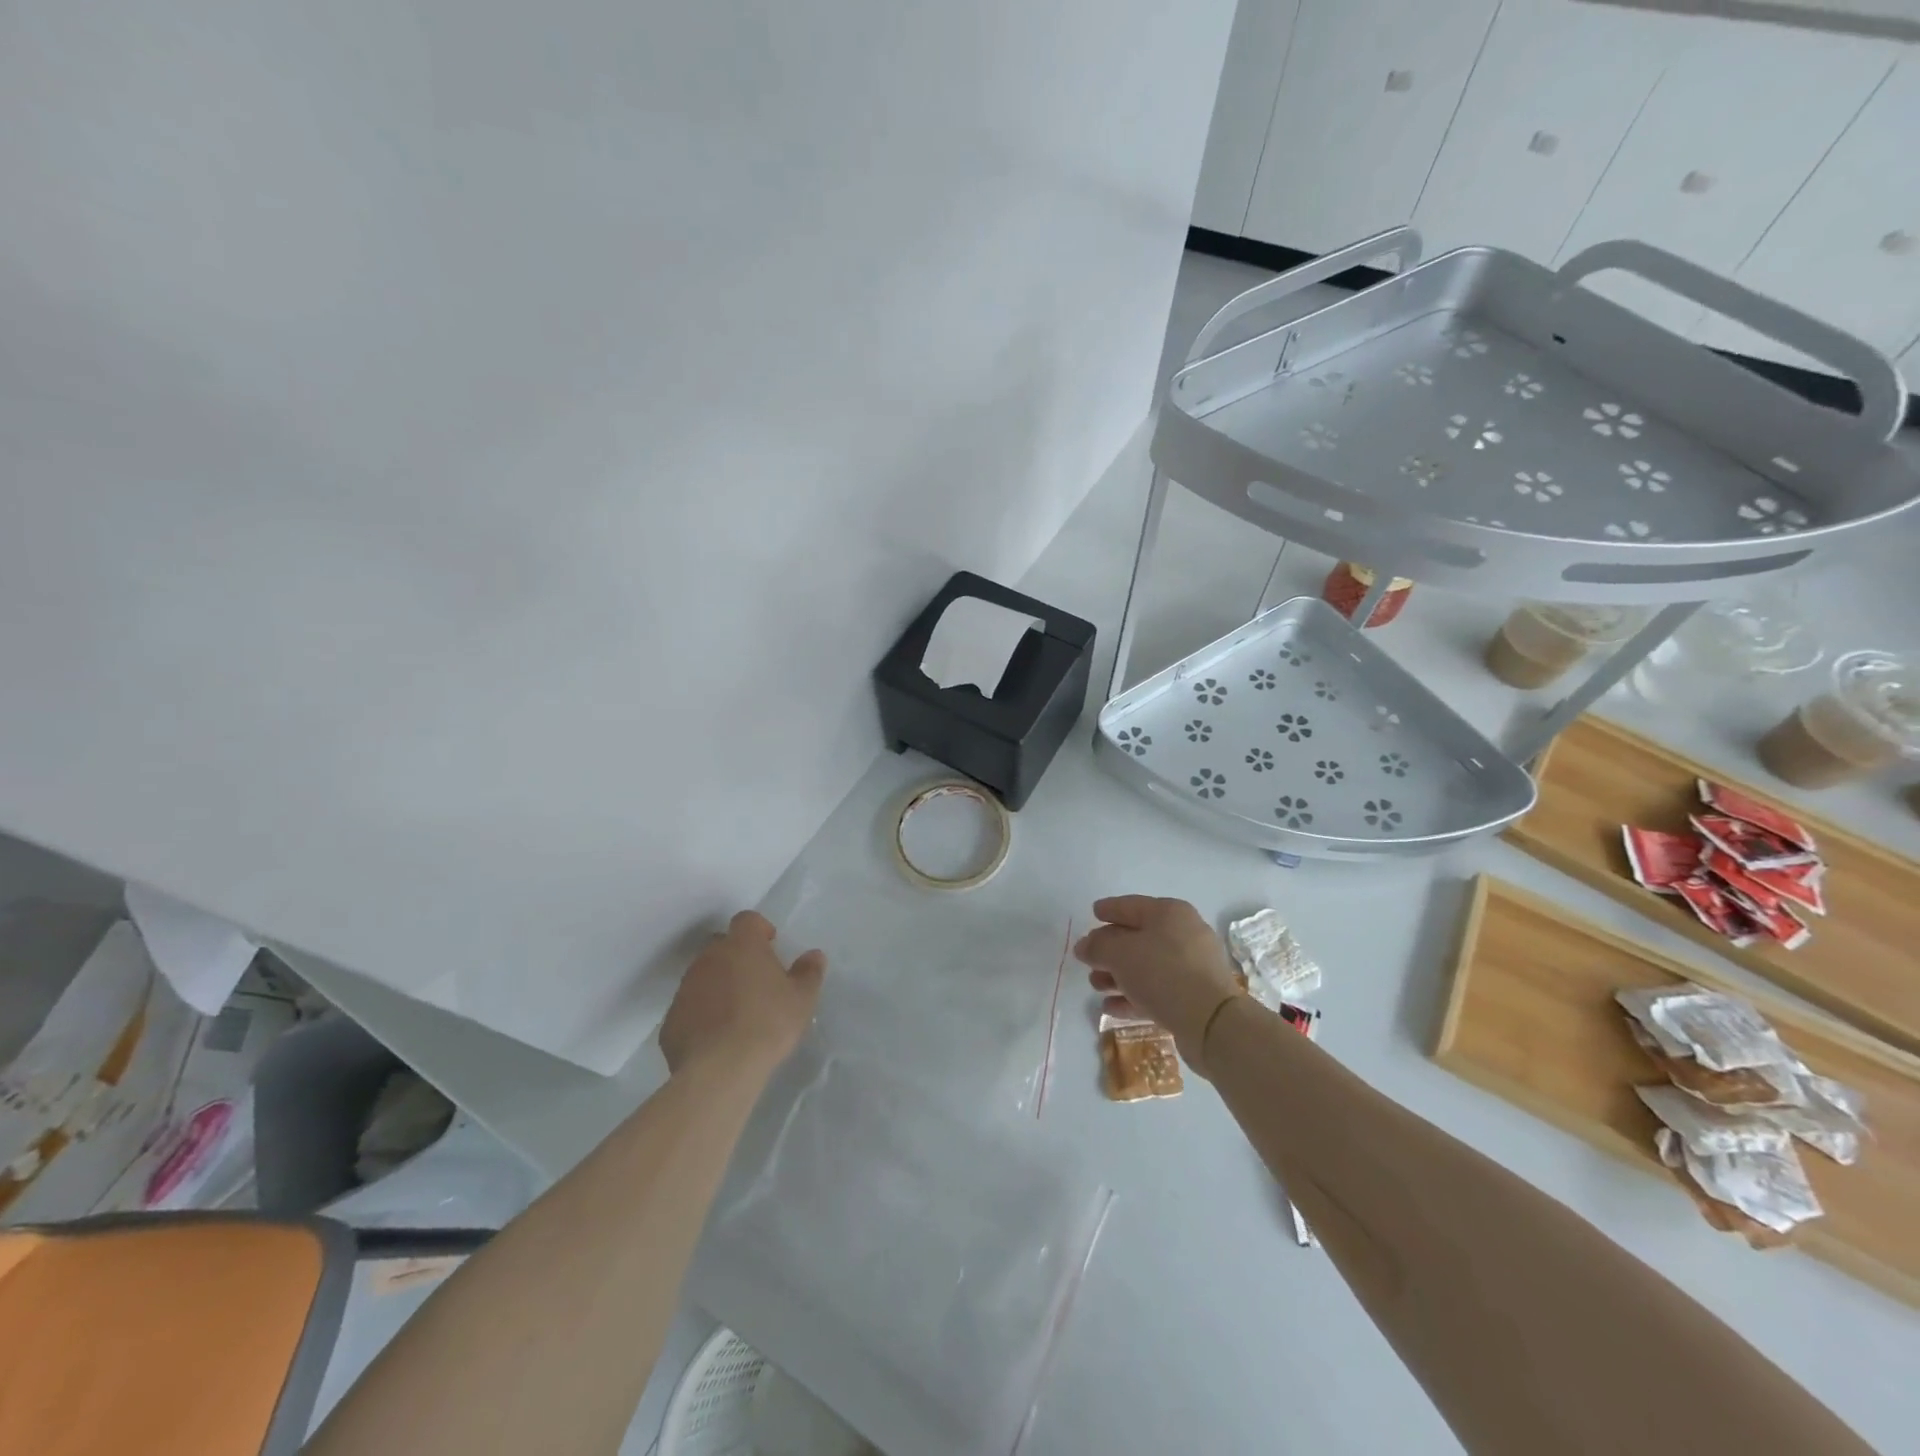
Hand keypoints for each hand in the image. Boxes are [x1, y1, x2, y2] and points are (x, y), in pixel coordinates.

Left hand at [659, 911, 824, 1077]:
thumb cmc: (768, 1024)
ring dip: (718, 984)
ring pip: (703, 975)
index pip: (747, 920)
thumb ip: (809, 972)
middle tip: (756, 980)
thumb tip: (814, 955)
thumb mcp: (802, 998)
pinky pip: (689, 1006)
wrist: (720, 1069)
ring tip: (737, 1012)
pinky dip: (702, 1013)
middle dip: (737, 956)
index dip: (759, 929)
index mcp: (742, 945)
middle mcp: (709, 958)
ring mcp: (685, 988)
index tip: (771, 945)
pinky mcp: (671, 1019)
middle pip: (721, 945)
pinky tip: (718, 1036)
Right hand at [1074, 896, 1240, 1068]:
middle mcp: (1183, 934)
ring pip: (1146, 966)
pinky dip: (1133, 996)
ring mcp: (1192, 967)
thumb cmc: (1162, 973)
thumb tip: (1085, 946)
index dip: (1109, 909)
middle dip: (1110, 950)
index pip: (1131, 905)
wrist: (1211, 1022)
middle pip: (1138, 937)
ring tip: (1096, 986)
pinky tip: (1111, 1007)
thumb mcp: (1120, 954)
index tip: (1093, 913)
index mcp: (1169, 913)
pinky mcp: (1194, 997)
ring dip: (1118, 976)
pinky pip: (1157, 991)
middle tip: (1087, 959)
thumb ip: (1097, 946)